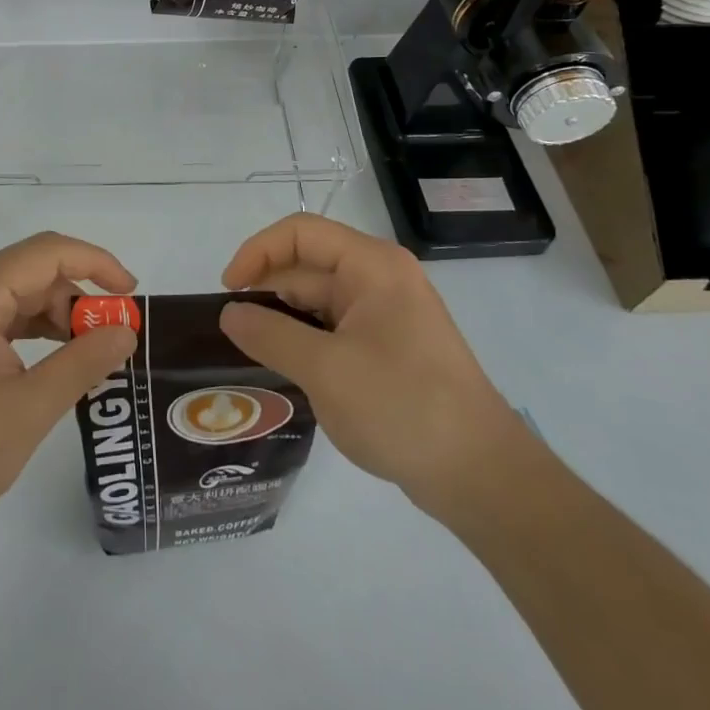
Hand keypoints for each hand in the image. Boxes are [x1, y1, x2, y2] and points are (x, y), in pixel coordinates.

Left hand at [0, 233, 138, 534]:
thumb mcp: (29, 408)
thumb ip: (83, 362)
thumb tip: (126, 331)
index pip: (47, 252)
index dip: (95, 262)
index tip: (131, 293)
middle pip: (33, 270)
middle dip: (79, 295)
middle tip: (115, 335)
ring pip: (20, 294)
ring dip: (59, 315)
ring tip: (91, 352)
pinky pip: (3, 318)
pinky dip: (35, 332)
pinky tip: (57, 361)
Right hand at [218, 213, 533, 524]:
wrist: (482, 476)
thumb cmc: (402, 407)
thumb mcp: (325, 370)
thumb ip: (270, 335)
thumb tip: (229, 314)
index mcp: (371, 266)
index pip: (300, 233)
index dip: (257, 252)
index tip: (228, 291)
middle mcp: (380, 278)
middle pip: (308, 267)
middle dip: (268, 292)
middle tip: (232, 333)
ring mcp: (387, 314)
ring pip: (319, 302)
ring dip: (284, 321)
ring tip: (250, 353)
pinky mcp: (389, 347)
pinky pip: (335, 329)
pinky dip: (307, 342)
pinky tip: (286, 369)